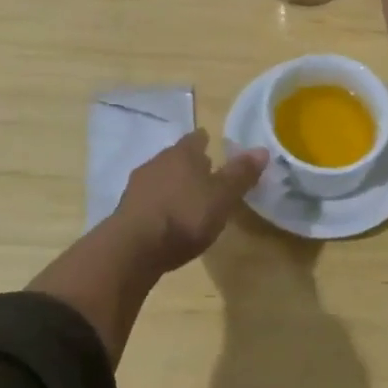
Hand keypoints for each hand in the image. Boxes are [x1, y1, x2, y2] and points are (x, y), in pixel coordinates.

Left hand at [111, 130, 268, 272]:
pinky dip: (159, 204)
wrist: (132, 249)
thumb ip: (240, 174)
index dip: (205, 141)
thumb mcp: (221, 197)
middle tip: (204, 172)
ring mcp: (137, 186)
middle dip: (189, 163)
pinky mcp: (126, 210)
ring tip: (187, 198)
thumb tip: (262, 149)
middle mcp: (157, 162)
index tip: (211, 144)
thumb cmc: (184, 216)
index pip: (196, 139)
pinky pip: (148, 199)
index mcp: (182, 154)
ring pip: (160, 177)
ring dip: (172, 184)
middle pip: (176, 157)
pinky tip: (166, 218)